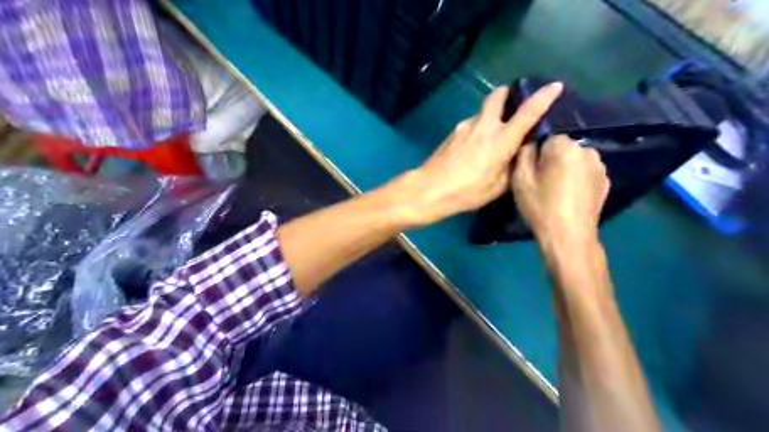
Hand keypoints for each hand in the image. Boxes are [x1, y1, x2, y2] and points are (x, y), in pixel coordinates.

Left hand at [394, 83, 562, 227]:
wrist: (431, 189)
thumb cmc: (468, 191)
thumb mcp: (498, 186)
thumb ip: (512, 166)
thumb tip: (518, 153)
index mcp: (502, 139)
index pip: (528, 111)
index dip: (544, 96)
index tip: (555, 85)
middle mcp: (485, 125)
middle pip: (498, 95)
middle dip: (508, 93)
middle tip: (514, 101)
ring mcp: (465, 126)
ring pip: (483, 112)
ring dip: (491, 116)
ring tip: (492, 137)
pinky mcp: (453, 132)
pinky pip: (471, 124)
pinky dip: (479, 129)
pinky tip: (475, 148)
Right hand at [512, 135, 609, 241]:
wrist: (569, 236)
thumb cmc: (541, 206)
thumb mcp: (520, 180)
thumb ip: (524, 154)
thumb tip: (531, 143)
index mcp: (564, 146)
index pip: (547, 138)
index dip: (537, 154)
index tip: (533, 172)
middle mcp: (586, 150)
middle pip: (563, 148)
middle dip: (553, 159)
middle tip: (544, 182)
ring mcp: (600, 166)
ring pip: (576, 160)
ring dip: (567, 168)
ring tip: (558, 190)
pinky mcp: (606, 181)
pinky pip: (586, 172)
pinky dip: (578, 179)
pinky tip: (571, 196)